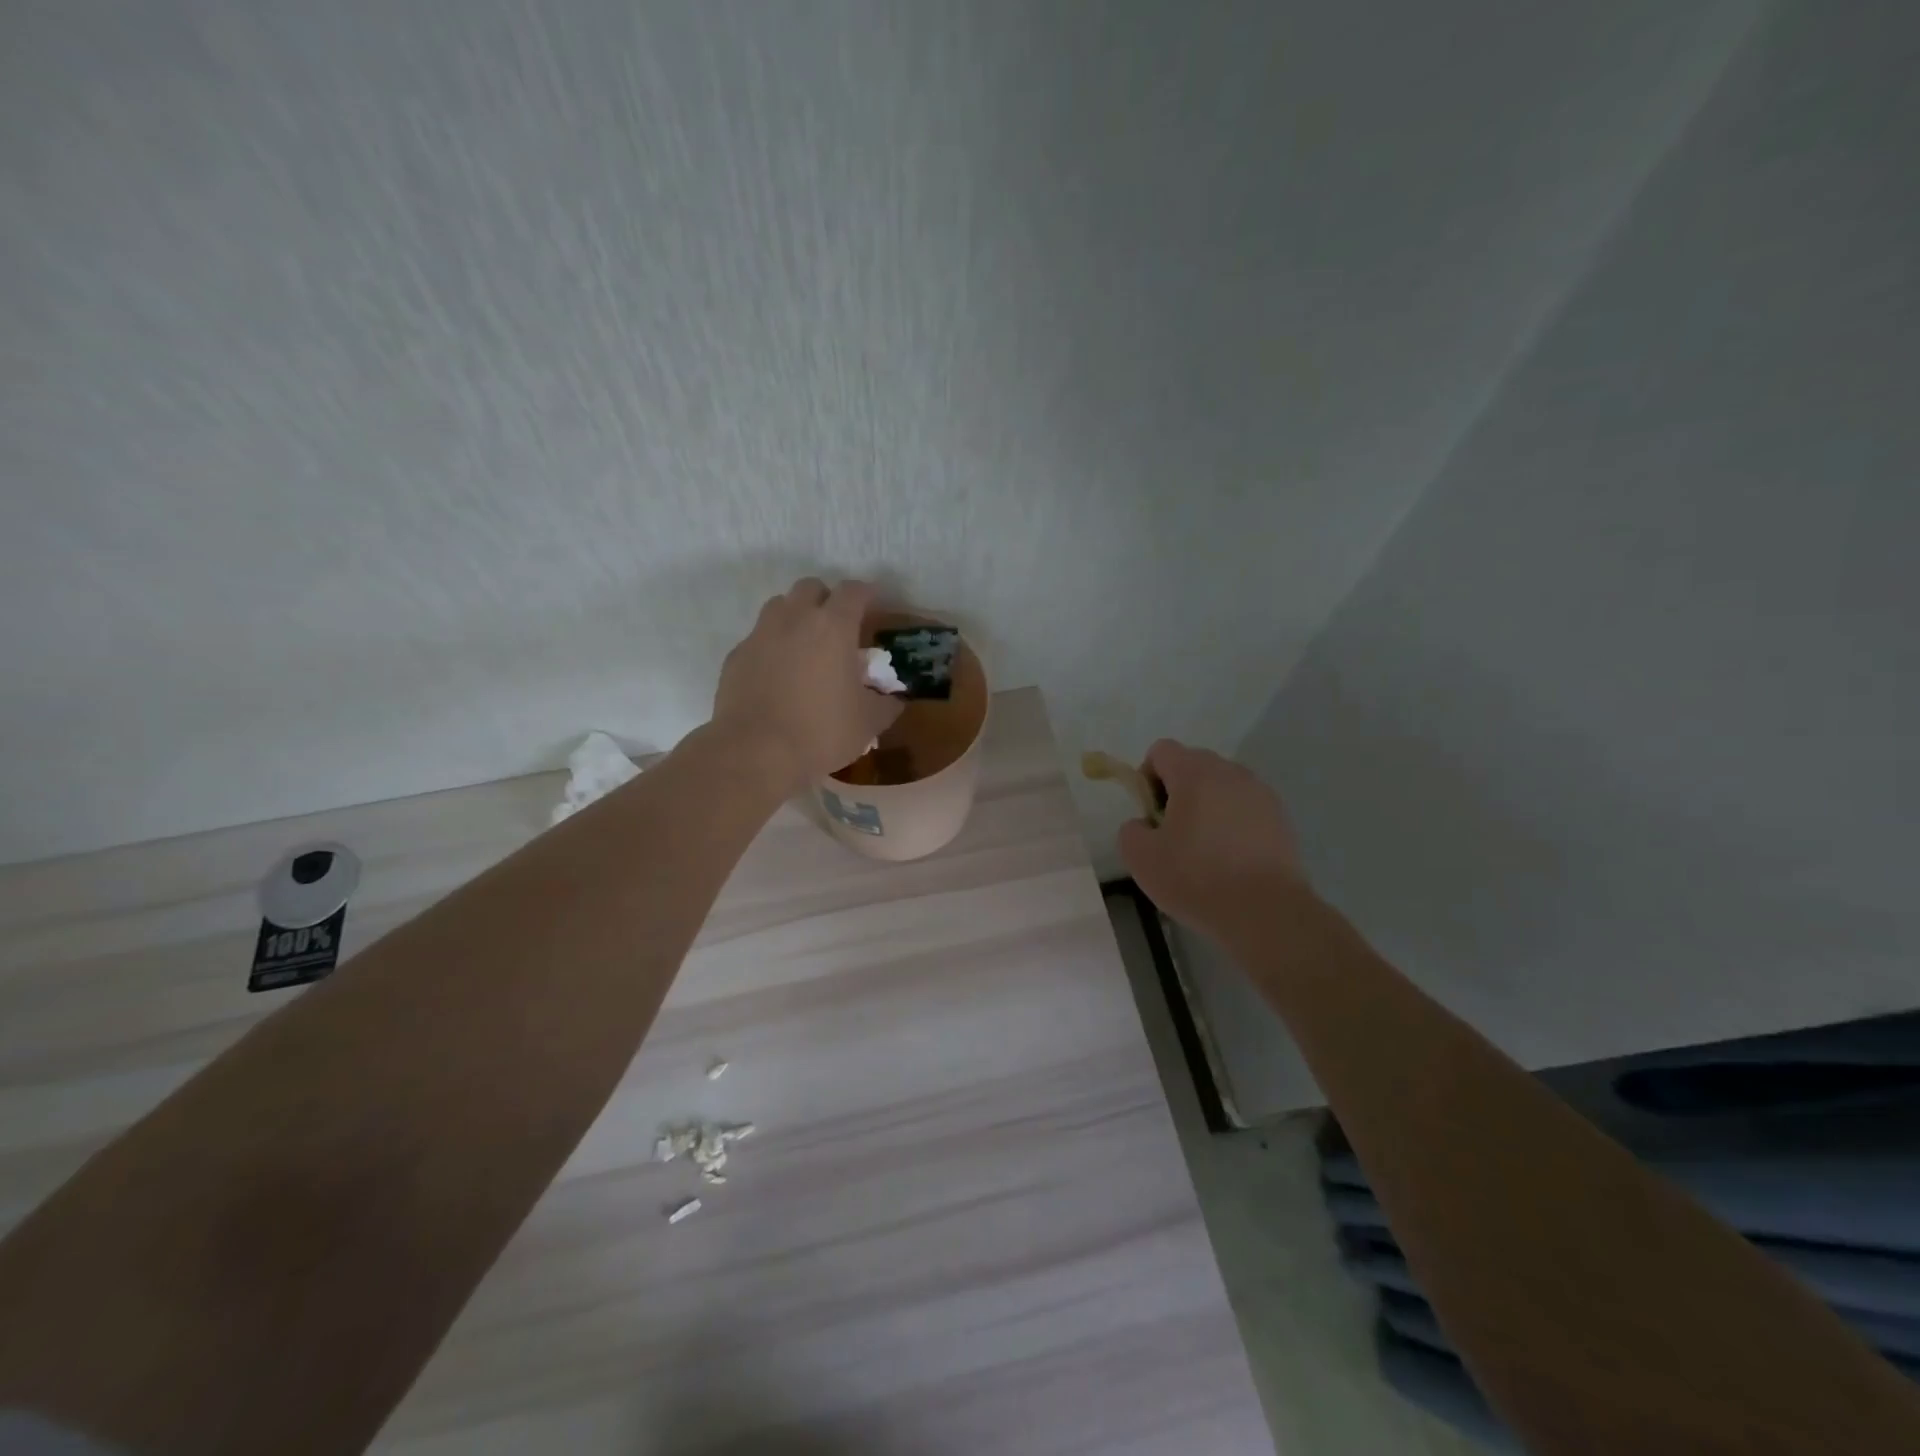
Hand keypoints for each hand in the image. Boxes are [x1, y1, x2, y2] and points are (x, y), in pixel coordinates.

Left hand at [712, 578, 904, 791]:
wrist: (755, 752)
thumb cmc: (821, 732)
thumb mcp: (868, 723)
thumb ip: (886, 704)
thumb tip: (894, 699)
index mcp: (833, 627)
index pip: (854, 591)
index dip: (868, 593)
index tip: (875, 605)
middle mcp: (795, 619)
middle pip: (811, 587)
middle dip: (827, 599)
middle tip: (838, 626)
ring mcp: (760, 635)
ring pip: (779, 606)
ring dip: (796, 616)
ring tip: (806, 645)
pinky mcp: (736, 656)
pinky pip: (758, 638)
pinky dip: (772, 646)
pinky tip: (777, 673)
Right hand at [1118, 739, 1307, 936]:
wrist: (1266, 913)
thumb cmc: (1197, 878)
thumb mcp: (1140, 857)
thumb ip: (1131, 829)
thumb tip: (1145, 824)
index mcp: (1195, 772)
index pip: (1161, 751)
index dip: (1146, 778)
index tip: (1150, 815)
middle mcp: (1231, 772)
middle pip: (1193, 765)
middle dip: (1177, 792)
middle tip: (1172, 834)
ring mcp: (1261, 794)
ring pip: (1221, 787)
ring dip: (1206, 807)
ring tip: (1204, 850)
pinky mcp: (1281, 819)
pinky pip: (1245, 808)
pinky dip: (1232, 824)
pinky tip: (1230, 860)